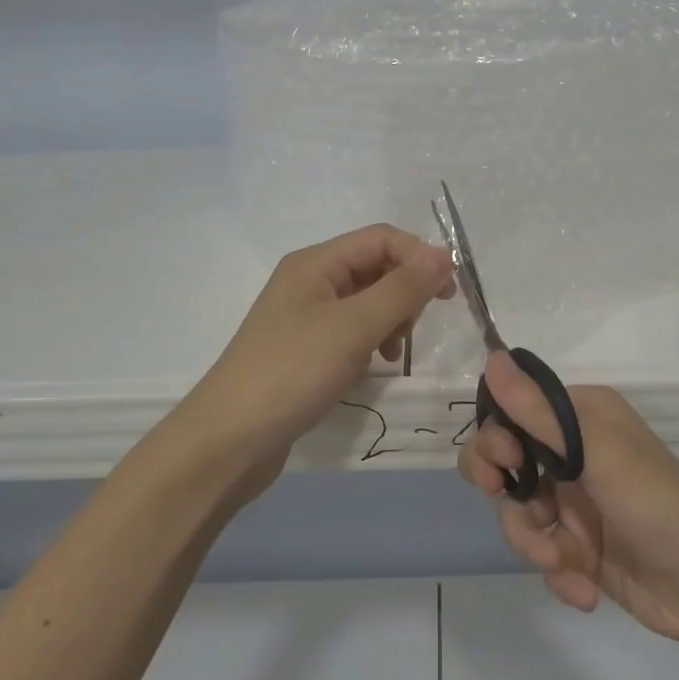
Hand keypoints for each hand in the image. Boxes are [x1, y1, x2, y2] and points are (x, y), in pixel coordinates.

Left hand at [191, 225, 453, 481]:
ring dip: (390, 320)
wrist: (229, 440)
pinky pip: (351, 331)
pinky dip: (370, 342)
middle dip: (404, 292)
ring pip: (366, 301)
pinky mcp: (304, 350)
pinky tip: (371, 368)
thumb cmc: (293, 372)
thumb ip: (403, 288)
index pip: (382, 239)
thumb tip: (444, 254)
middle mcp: (309, 281)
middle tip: (413, 330)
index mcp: (316, 263)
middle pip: (375, 267)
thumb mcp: (354, 326)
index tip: (449, 294)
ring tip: (391, 353)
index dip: (420, 257)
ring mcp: (304, 317)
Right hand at [457, 352, 678, 647]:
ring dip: (533, 541)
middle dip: (503, 489)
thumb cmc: (653, 502)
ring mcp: (575, 502)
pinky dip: (558, 571)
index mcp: (580, 417)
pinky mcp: (578, 546)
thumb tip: (491, 358)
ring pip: (519, 512)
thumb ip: (537, 410)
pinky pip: (542, 551)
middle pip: (505, 462)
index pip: (514, 412)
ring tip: (561, 561)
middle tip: (506, 501)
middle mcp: (573, 453)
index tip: (504, 461)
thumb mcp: (595, 450)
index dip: (496, 437)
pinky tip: (584, 587)